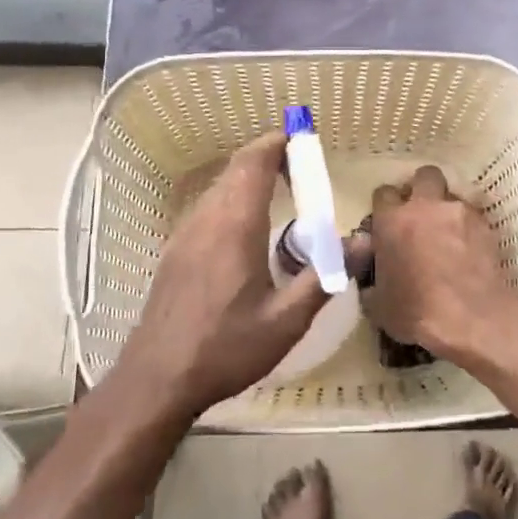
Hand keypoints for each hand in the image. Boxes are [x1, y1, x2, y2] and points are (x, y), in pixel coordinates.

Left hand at [112, 131, 331, 416]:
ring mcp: (184, 235)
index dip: (277, 143)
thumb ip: (326, 277)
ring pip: (219, 188)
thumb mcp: (286, 321)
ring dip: (249, 179)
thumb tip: (362, 243)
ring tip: (281, 195)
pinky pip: (208, 209)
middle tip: (301, 170)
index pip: (253, 162)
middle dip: (268, 158)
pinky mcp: (175, 252)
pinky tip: (248, 232)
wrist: (156, 380)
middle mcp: (206, 220)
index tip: (302, 139)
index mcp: (234, 226)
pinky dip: (233, 201)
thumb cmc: (225, 349)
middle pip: (236, 169)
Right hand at [361, 166, 517, 363]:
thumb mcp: (378, 305)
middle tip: (421, 214)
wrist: (471, 318)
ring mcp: (459, 212)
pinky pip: (473, 217)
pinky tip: (469, 251)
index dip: (385, 206)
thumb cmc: (416, 312)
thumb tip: (371, 281)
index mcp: (392, 221)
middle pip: (424, 176)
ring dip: (448, 210)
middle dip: (422, 189)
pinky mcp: (486, 226)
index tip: (388, 222)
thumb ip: (371, 283)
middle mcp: (425, 207)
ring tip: (449, 235)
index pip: (383, 193)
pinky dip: (469, 229)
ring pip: (452, 196)